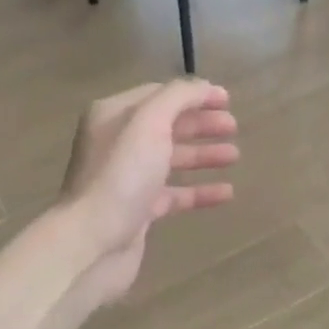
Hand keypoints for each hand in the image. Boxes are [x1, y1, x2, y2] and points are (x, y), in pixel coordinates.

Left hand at [60, 79, 238, 304]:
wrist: (93, 241)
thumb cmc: (121, 174)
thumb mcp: (150, 122)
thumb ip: (179, 97)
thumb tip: (204, 87)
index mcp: (114, 115)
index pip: (159, 95)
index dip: (194, 95)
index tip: (228, 100)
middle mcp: (118, 143)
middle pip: (167, 126)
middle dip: (201, 124)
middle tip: (234, 127)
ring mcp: (127, 179)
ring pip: (171, 159)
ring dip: (203, 155)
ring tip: (235, 156)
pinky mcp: (138, 211)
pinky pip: (174, 194)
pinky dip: (200, 191)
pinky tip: (227, 193)